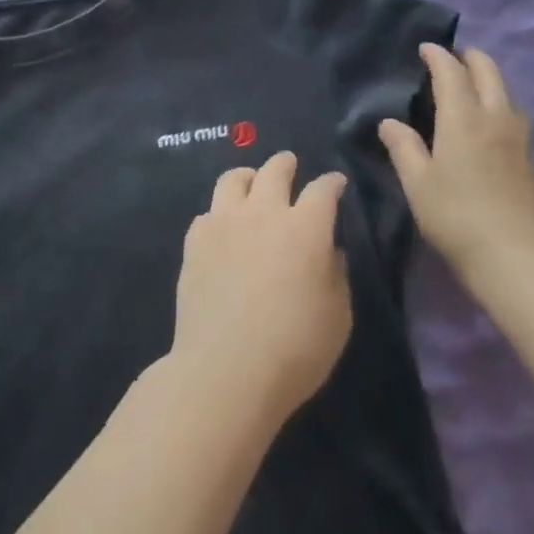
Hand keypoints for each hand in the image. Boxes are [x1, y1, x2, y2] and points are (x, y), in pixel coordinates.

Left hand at [171, 151, 352, 431]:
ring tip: (250, 184)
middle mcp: (264, 212)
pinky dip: (219, 214)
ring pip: (234, 179)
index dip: (332, 183)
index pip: (323, 189)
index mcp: (305, 228)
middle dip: (286, 164)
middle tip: (290, 166)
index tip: (336, 183)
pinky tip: (222, 229)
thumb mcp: (338, 317)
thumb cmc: (295, 350)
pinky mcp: (195, 240)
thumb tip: (327, 251)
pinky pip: (208, 213)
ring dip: (248, 177)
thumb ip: (336, 275)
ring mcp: (224, 222)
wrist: (225, 369)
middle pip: (275, 170)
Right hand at [379, 44, 533, 280]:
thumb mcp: (418, 183)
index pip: (451, 72)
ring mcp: (520, 138)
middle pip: (488, 72)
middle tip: (453, 58)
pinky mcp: (532, 159)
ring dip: (489, 79)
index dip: (438, 56)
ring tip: (471, 86)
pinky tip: (490, 123)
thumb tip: (390, 122)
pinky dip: (499, 104)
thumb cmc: (456, 217)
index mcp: (463, 118)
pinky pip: (514, 115)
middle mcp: (496, 118)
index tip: (426, 48)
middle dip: (470, 58)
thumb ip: (403, 148)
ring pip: (507, 92)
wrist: (518, 259)